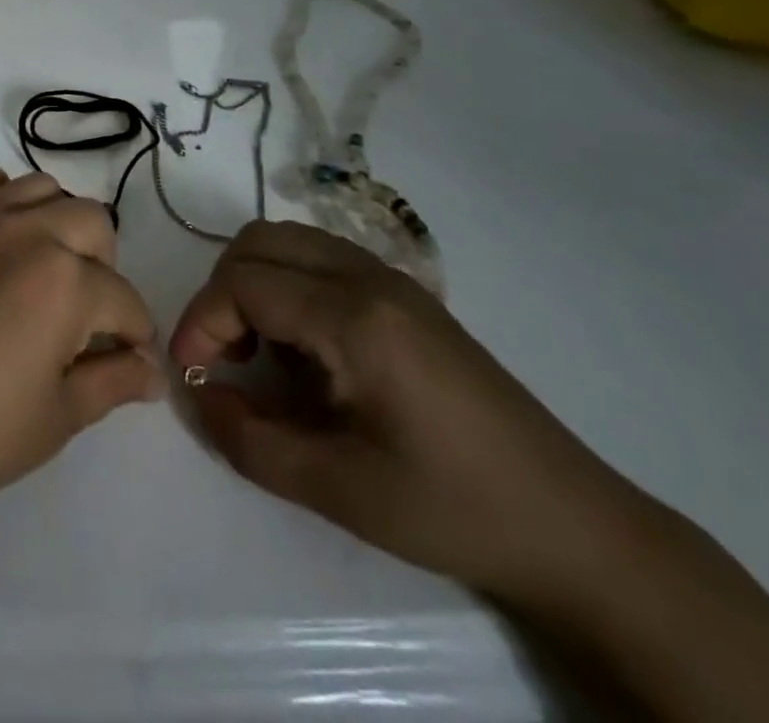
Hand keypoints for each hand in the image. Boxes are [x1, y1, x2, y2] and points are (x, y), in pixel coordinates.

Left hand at [0, 159, 163, 526]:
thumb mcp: (57, 418)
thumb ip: (113, 382)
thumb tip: (153, 371)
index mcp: (66, 281)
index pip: (124, 298)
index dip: (135, 333)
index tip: (130, 358)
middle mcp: (26, 230)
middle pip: (92, 222)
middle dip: (103, 268)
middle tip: (84, 314)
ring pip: (39, 187)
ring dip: (56, 221)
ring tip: (43, 266)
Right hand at [170, 222, 652, 610]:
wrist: (574, 528)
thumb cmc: (452, 509)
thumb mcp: (338, 489)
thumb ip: (248, 439)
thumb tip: (197, 395)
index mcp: (354, 317)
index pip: (243, 282)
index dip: (202, 322)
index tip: (194, 375)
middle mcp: (369, 277)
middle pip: (259, 243)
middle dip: (221, 294)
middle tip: (224, 358)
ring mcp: (392, 279)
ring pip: (289, 241)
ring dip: (253, 283)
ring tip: (259, 351)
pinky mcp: (406, 295)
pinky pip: (320, 257)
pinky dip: (287, 284)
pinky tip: (304, 347)